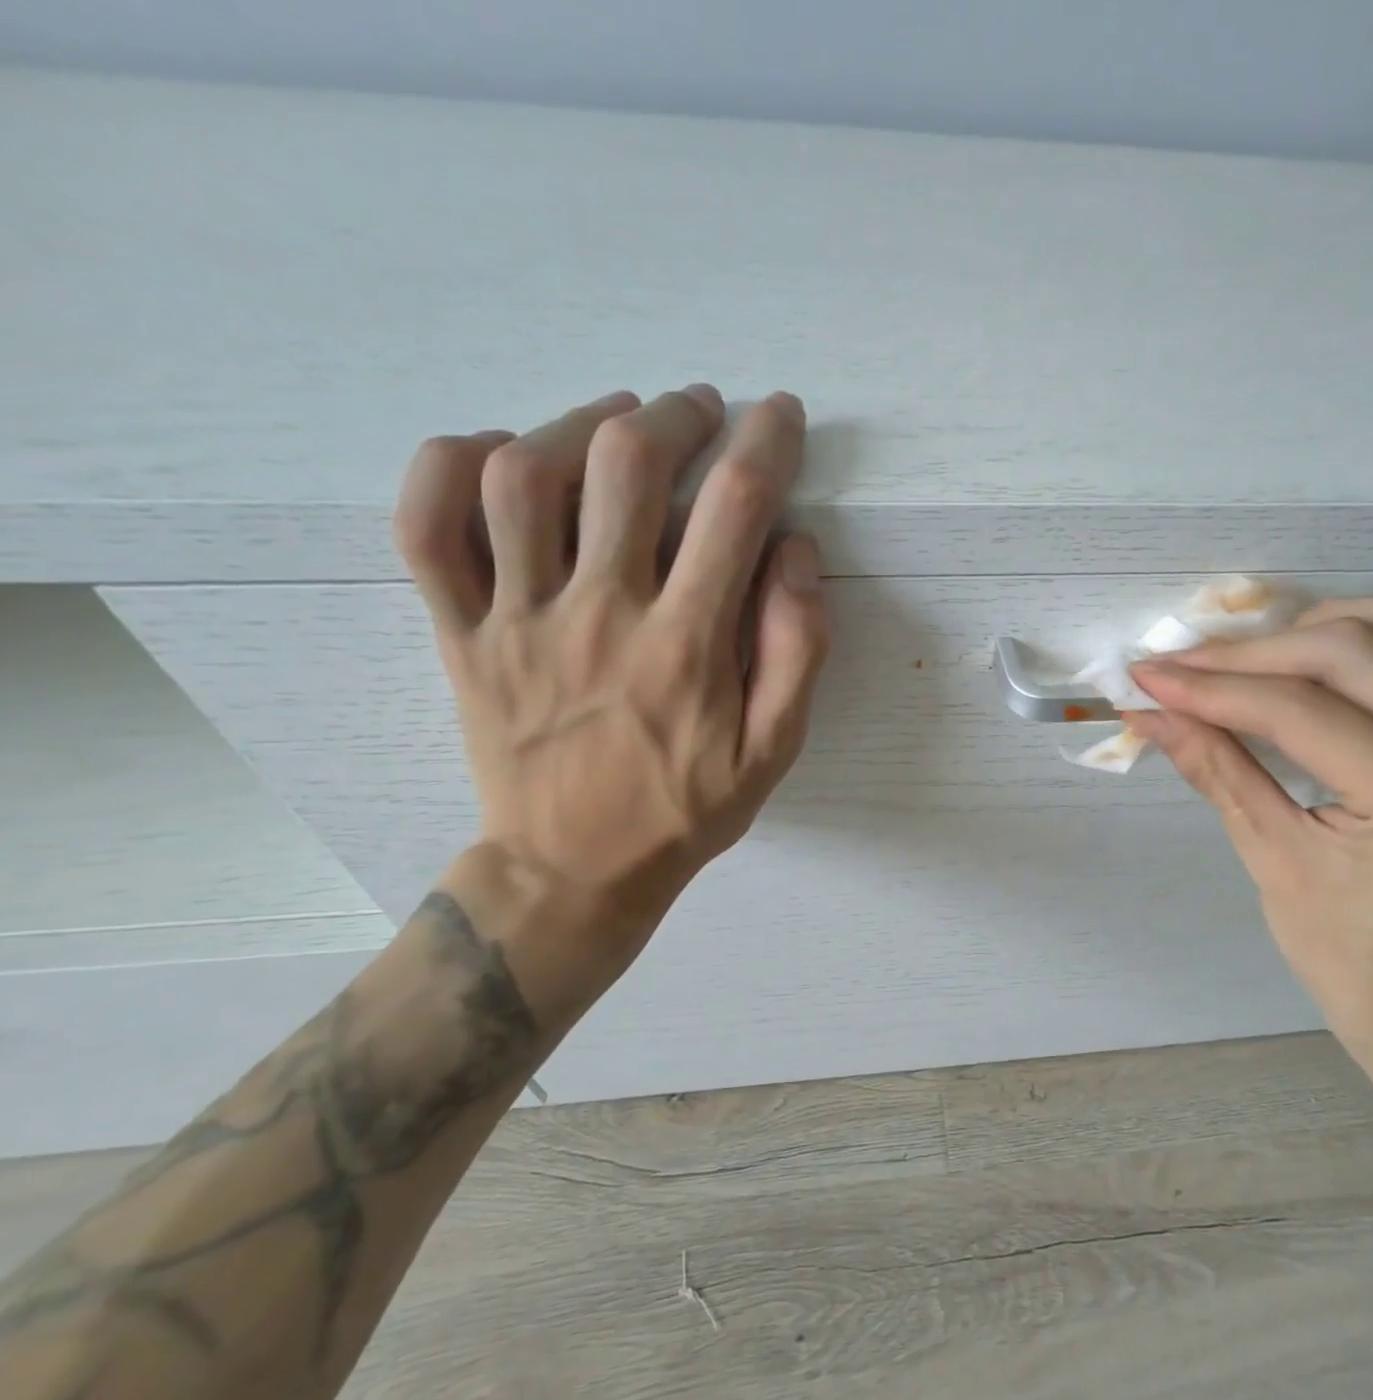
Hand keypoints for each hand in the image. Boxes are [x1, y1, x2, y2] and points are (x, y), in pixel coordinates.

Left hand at [392, 385, 829, 914]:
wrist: (570, 870)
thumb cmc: (684, 810)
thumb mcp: (774, 750)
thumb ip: (799, 650)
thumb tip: (794, 551)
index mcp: (686, 645)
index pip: (733, 507)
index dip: (765, 442)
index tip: (779, 414)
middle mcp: (600, 614)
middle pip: (626, 464)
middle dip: (676, 415)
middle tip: (701, 410)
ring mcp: (518, 619)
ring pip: (526, 475)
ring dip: (580, 422)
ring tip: (618, 419)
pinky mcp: (461, 634)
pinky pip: (427, 528)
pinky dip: (452, 467)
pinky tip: (502, 454)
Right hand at [1129, 599, 1372, 1089]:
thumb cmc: (1352, 964)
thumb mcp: (1273, 865)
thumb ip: (1216, 771)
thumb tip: (1152, 715)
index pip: (1297, 709)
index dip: (1210, 687)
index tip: (1145, 679)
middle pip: (1349, 652)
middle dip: (1249, 655)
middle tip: (1179, 670)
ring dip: (1323, 627)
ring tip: (1255, 658)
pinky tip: (1322, 666)